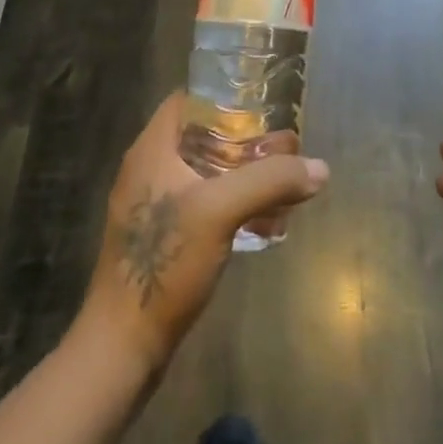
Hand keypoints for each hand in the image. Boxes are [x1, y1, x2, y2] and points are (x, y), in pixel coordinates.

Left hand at [76, 92, 328, 374]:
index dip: (224, 96)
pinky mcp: (162, 239)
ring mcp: (154, 206)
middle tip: (285, 146)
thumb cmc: (164, 263)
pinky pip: (204, 204)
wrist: (122, 347)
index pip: (188, 101)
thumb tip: (320, 168)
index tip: (262, 104)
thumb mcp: (221, 211)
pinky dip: (234, 203)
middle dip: (245, 140)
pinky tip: (265, 221)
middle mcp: (149, 170)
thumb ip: (270, 182)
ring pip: (206, 172)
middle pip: (202, 137)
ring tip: (283, 182)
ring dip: (244, 174)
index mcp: (152, 150)